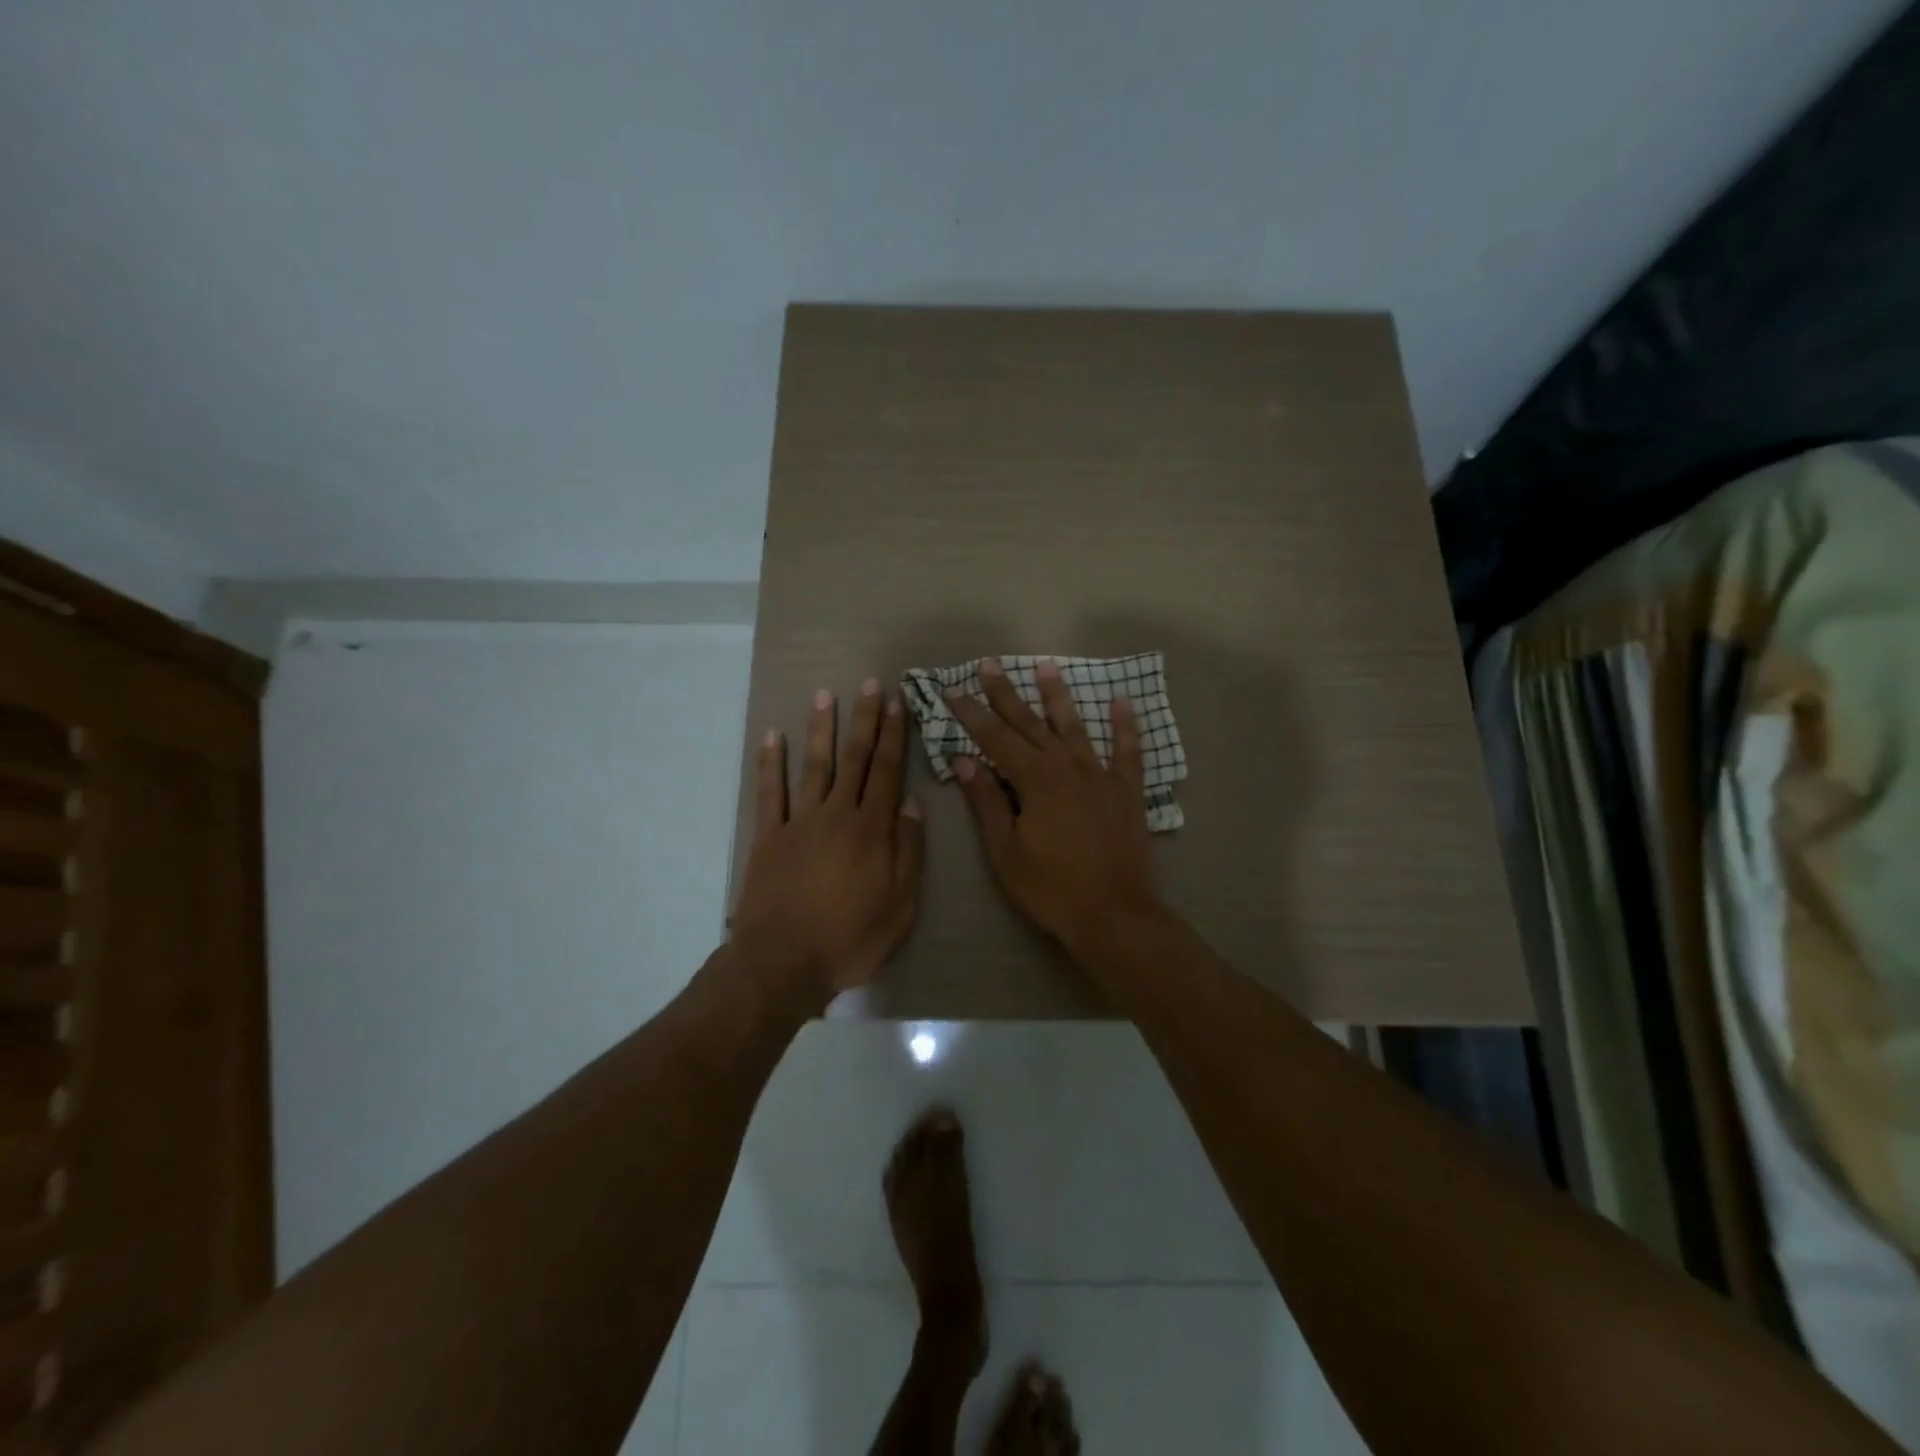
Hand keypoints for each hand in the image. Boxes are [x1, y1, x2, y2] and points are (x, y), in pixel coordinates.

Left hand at [729, 679, 925, 1010]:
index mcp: (872, 830)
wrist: (783, 963)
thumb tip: (911, 803)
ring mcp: (799, 822)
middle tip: (870, 684)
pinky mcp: (768, 836)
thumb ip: (908, 851)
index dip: (893, 735)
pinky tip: (772, 736)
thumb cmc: (850, 938)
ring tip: (825, 695)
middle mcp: (837, 814)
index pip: (886, 771)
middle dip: (864, 719)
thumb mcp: (900, 904)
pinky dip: (770, 762)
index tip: (898, 703)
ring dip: (821, 729)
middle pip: (854, 759)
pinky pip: (769, 791)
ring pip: (814, 765)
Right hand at [945, 657, 1162, 955]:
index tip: (952, 690)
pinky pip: (1127, 751)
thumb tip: (964, 761)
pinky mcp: (1127, 791)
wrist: (1115, 915)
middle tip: (989, 664)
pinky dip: (1124, 725)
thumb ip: (986, 802)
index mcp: (1035, 780)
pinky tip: (1121, 701)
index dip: (971, 713)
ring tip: (1045, 666)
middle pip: (1030, 723)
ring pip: (1074, 727)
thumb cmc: (1051, 888)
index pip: (995, 738)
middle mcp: (1067, 767)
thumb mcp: (1006, 851)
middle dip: (1006, 693)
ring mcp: (1100, 776)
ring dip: (1057, 696)